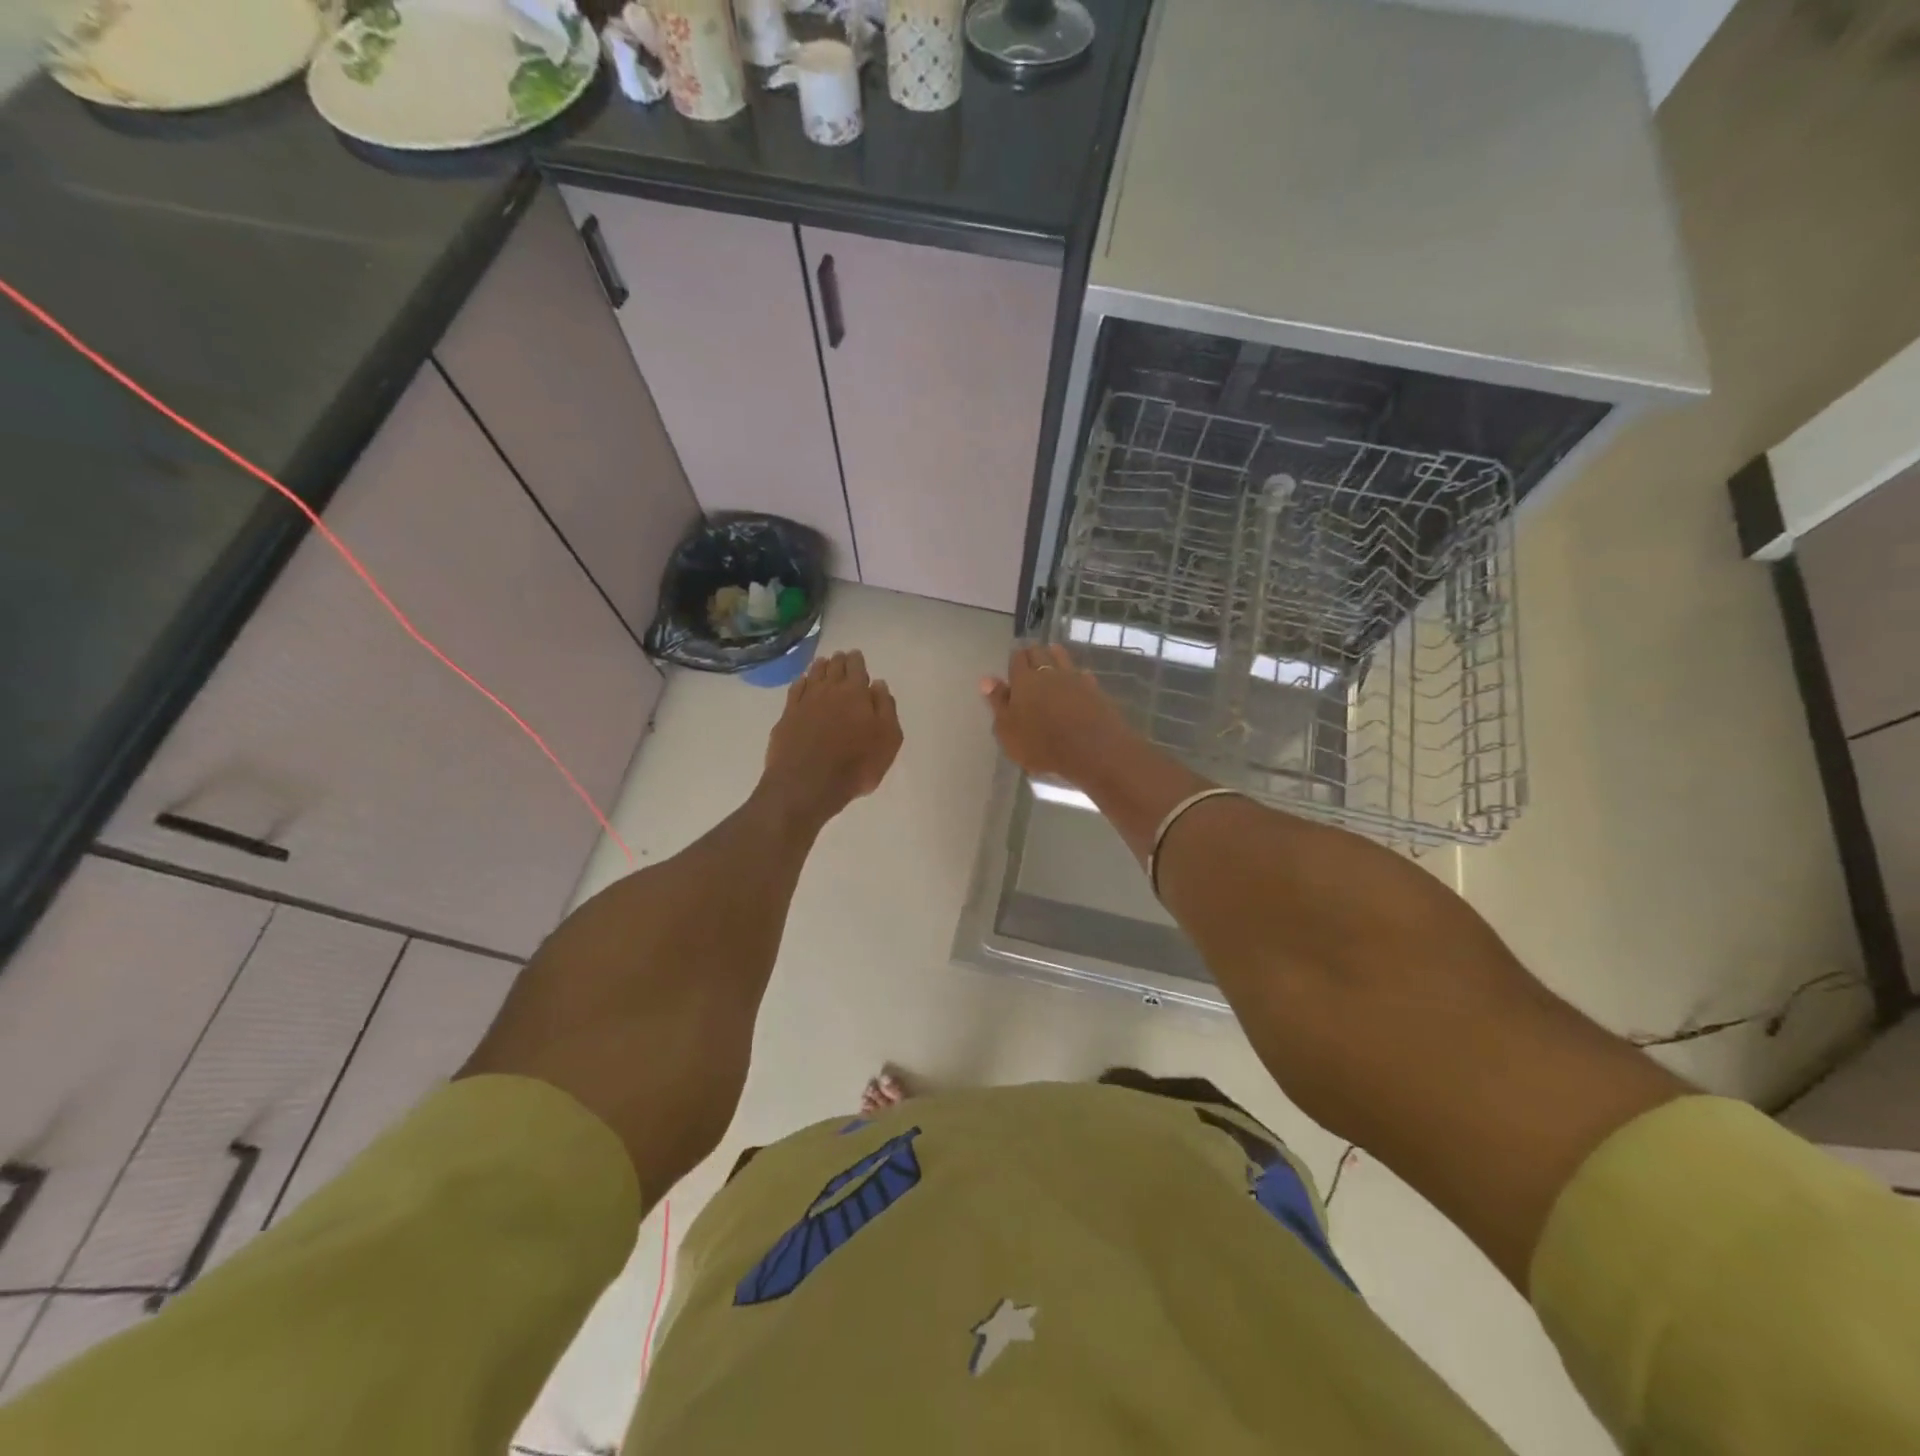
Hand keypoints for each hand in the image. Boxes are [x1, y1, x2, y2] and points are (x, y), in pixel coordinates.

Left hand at [761, 650, 901, 824]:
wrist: (807, 784)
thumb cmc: (856, 765)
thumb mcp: (888, 740)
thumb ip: (886, 709)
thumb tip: (878, 685)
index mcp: (856, 694)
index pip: (857, 668)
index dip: (857, 661)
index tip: (856, 655)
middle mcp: (829, 691)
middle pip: (834, 668)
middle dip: (839, 661)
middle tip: (840, 656)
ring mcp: (804, 702)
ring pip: (813, 676)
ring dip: (819, 668)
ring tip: (822, 663)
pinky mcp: (787, 717)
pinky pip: (795, 691)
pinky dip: (800, 683)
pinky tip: (802, 683)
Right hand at [980, 643, 1134, 785]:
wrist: (1092, 750)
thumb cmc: (1041, 744)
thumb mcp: (1008, 730)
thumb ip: (998, 702)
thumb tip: (986, 679)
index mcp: (1023, 680)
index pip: (1017, 659)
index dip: (1014, 659)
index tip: (1013, 664)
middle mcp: (1048, 672)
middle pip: (1039, 652)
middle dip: (1033, 653)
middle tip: (1029, 658)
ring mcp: (1074, 678)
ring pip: (1062, 657)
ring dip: (1055, 655)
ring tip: (1051, 656)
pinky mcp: (1094, 689)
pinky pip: (1082, 674)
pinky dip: (1076, 674)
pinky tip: (1077, 679)